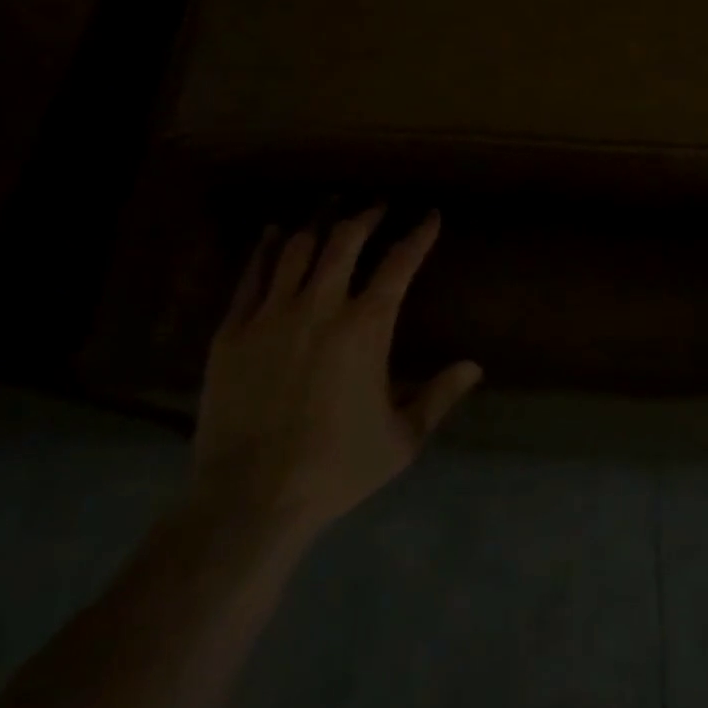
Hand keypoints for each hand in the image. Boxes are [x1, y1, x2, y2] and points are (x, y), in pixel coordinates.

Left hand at [188, 206, 481, 543]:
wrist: (249, 501)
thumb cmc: (335, 469)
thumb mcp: (401, 439)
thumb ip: (439, 396)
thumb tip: (475, 366)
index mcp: (366, 327)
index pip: (400, 263)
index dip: (419, 234)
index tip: (430, 216)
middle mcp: (320, 306)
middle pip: (346, 240)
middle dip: (367, 216)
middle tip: (378, 206)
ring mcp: (272, 315)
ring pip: (297, 248)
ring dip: (320, 223)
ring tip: (331, 208)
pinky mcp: (233, 330)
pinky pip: (252, 275)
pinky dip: (266, 248)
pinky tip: (273, 233)